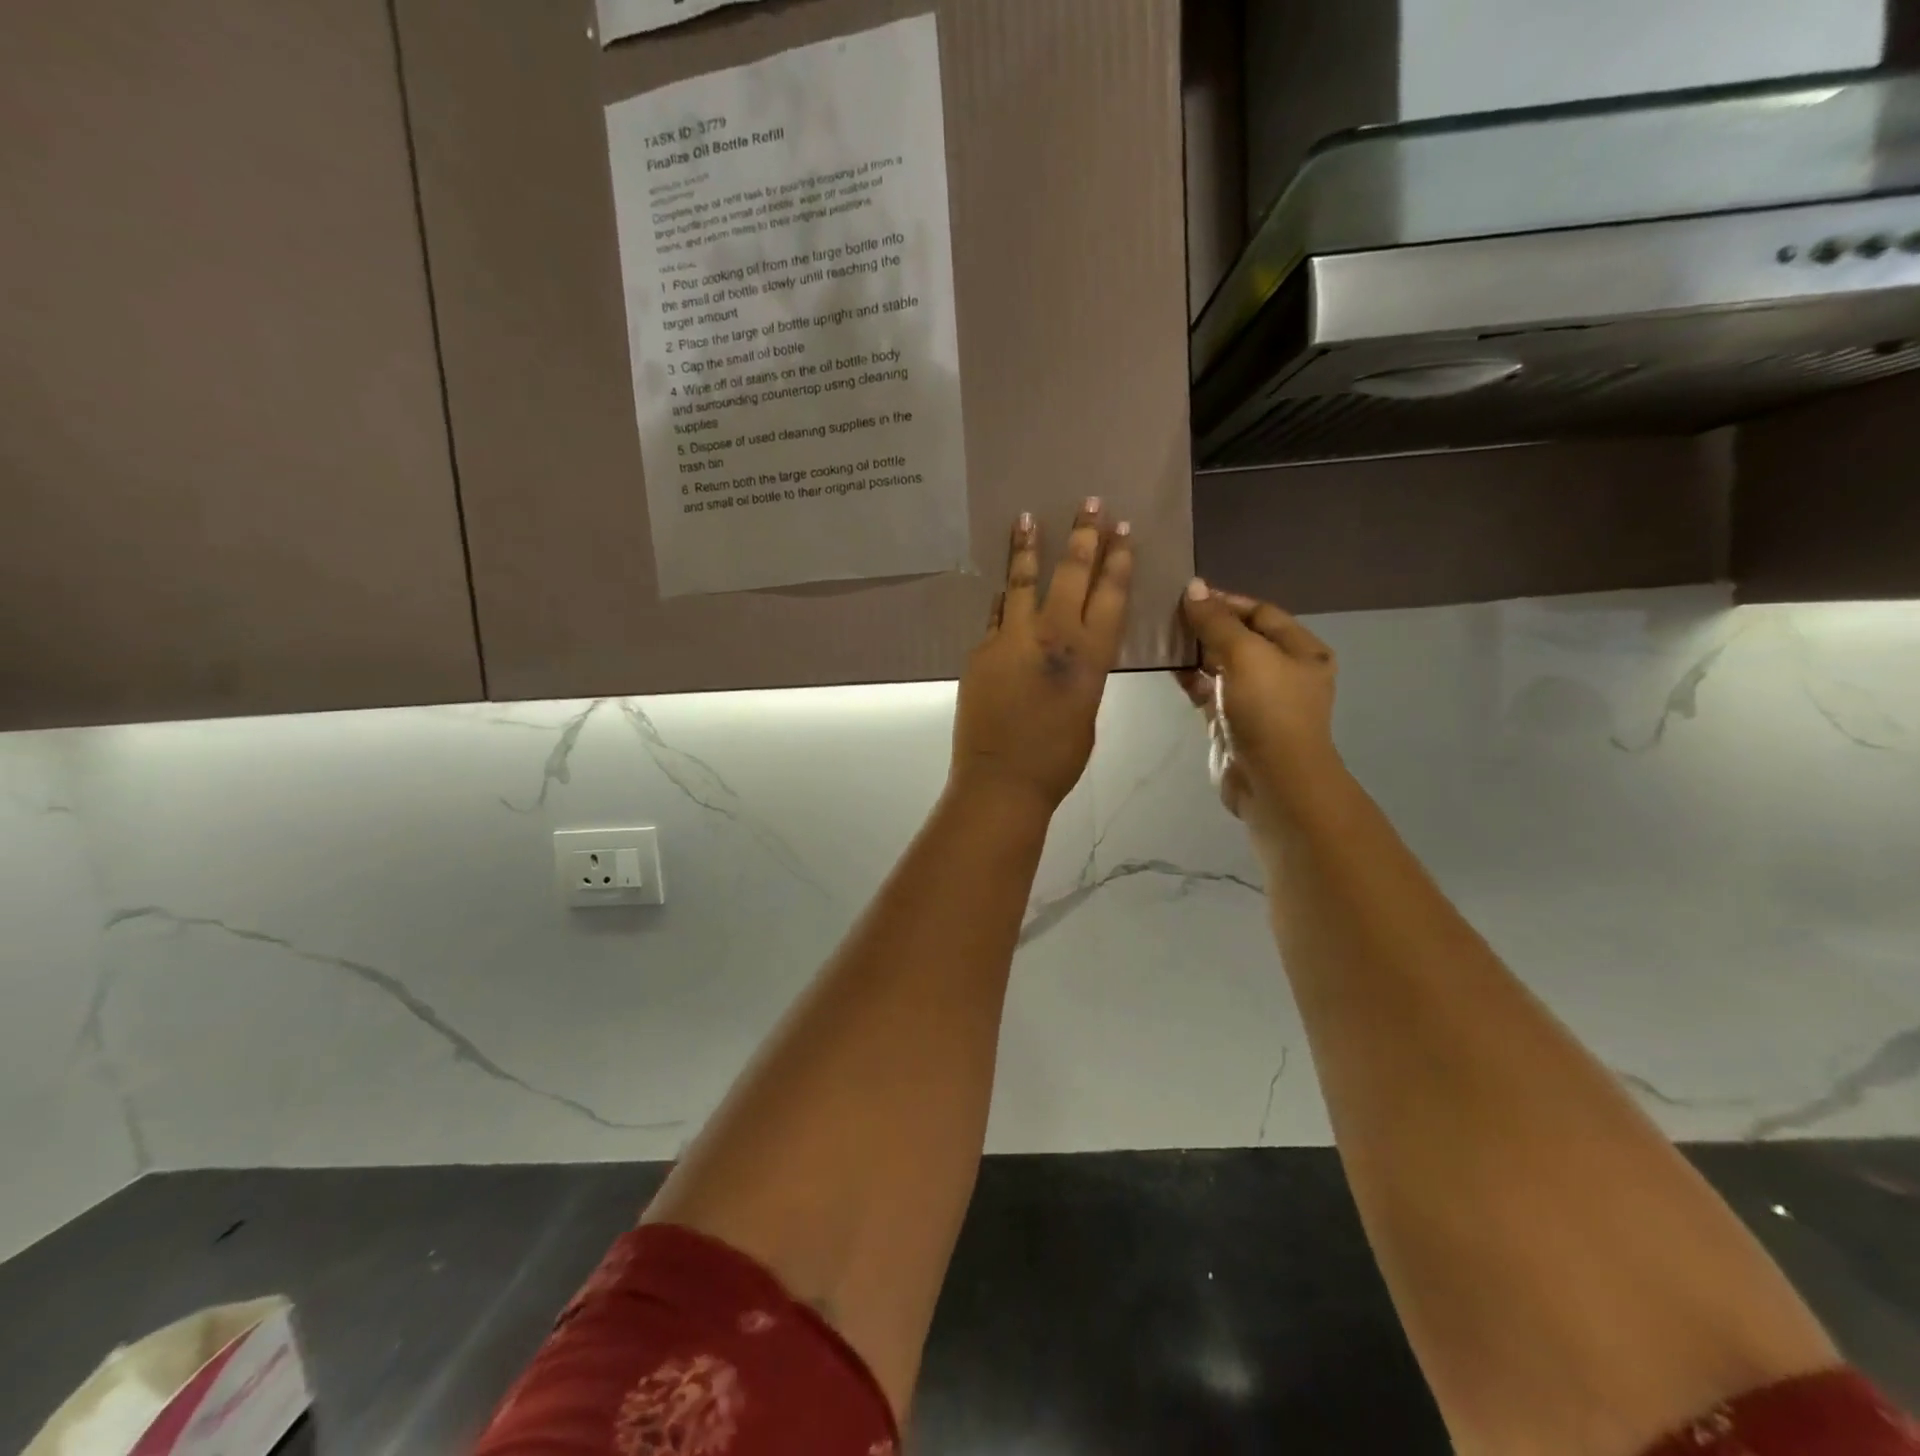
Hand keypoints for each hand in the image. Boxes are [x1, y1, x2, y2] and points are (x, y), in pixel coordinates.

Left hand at [951, 501, 1132, 814]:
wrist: (1003, 779)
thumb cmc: (1057, 758)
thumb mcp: (1087, 710)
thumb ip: (1082, 672)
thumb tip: (1068, 652)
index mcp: (1090, 656)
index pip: (1110, 594)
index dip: (1118, 560)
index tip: (1121, 530)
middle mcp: (1054, 637)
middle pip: (1072, 574)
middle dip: (1083, 536)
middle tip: (1089, 504)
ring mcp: (1012, 639)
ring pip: (1022, 581)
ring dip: (1028, 547)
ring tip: (1027, 517)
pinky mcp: (981, 649)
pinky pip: (996, 614)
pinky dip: (1004, 597)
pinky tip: (1004, 582)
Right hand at [1176, 580, 1341, 825]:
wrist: (1272, 782)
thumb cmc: (1268, 711)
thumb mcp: (1246, 656)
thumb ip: (1217, 621)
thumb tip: (1193, 587)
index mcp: (1301, 650)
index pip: (1260, 612)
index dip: (1225, 601)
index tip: (1186, 594)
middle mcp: (1282, 671)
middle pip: (1240, 636)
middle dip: (1206, 624)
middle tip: (1167, 613)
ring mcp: (1255, 698)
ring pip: (1220, 664)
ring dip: (1194, 650)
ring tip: (1160, 634)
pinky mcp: (1230, 721)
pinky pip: (1207, 689)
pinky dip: (1189, 677)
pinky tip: (1166, 665)